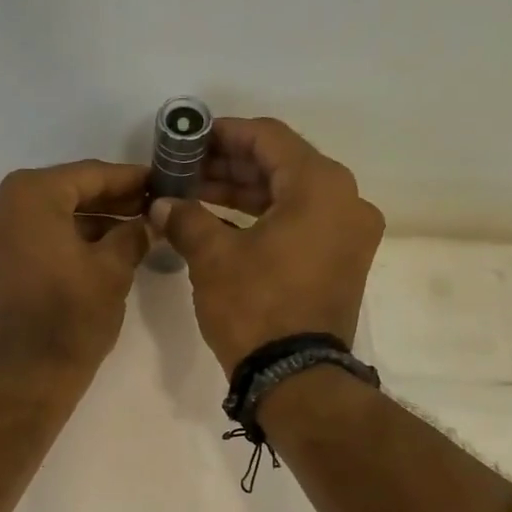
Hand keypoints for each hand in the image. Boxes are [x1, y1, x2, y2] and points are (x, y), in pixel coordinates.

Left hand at [0, 161, 151, 390]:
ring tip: (130, 231)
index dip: (127, 179)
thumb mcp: (113, 270)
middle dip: (107, 201)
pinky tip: (98, 249)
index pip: (88, 175)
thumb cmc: (72, 317)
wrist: (27, 375)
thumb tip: (146, 221)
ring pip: (46, 217)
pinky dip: (61, 240)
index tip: (157, 181)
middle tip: (147, 206)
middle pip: (64, 193)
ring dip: (86, 222)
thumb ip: (132, 234)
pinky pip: (30, 238)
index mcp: (28, 195)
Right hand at [151, 118, 385, 375]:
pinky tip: (223, 225)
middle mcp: (346, 201)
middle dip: (230, 167)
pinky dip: (265, 221)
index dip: (224, 134)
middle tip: (187, 170)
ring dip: (245, 195)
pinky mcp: (342, 263)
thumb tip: (161, 204)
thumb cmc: (256, 307)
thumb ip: (186, 218)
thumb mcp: (213, 258)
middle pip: (282, 166)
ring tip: (197, 196)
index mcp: (320, 186)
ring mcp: (349, 235)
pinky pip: (302, 225)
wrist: (295, 378)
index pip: (268, 139)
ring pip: (291, 197)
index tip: (189, 139)